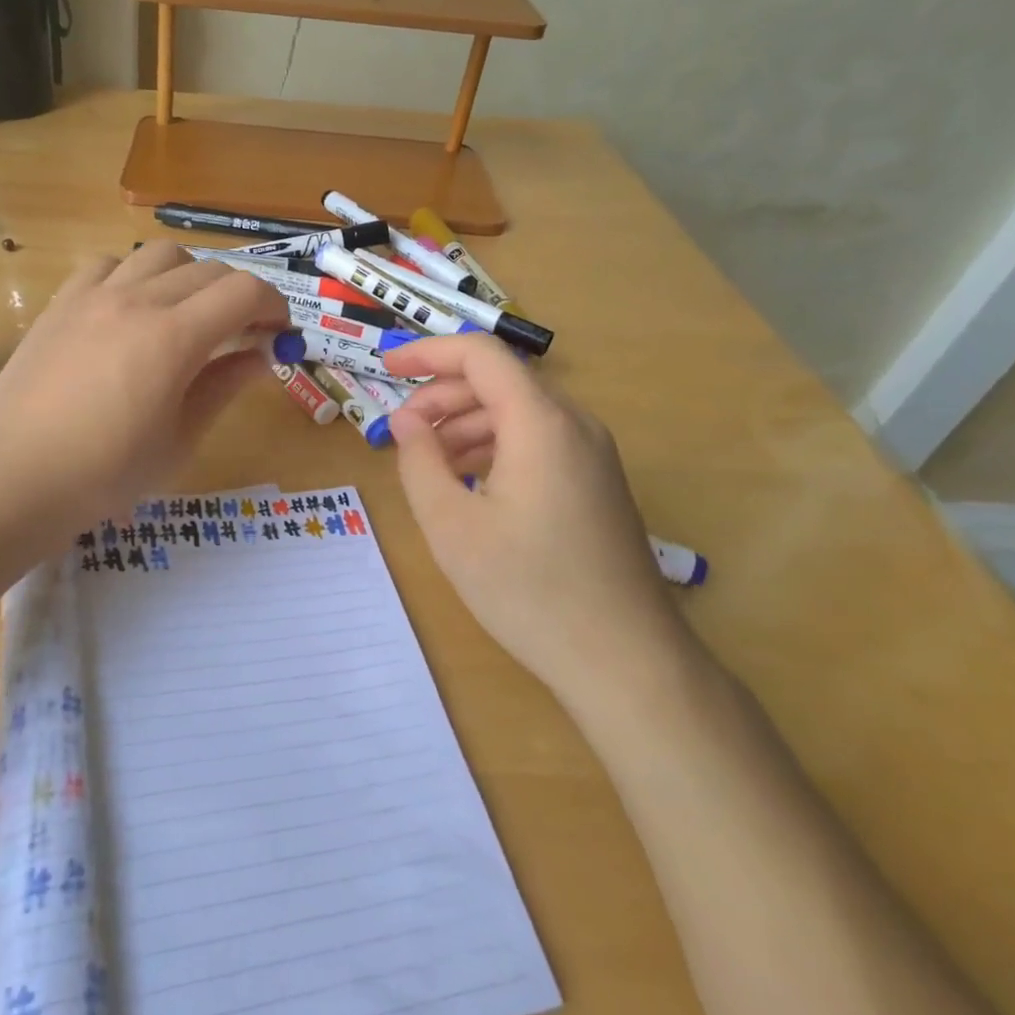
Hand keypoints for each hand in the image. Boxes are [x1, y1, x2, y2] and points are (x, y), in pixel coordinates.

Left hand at [0, 242, 287, 559]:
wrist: (11, 479)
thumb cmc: (104, 475)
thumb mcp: (179, 439)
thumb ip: (224, 386)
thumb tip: (262, 355)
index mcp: (174, 337)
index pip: (244, 292)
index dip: (274, 307)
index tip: (280, 334)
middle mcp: (138, 300)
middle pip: (210, 271)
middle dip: (241, 297)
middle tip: (243, 335)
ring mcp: (94, 295)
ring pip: (161, 256)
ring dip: (191, 278)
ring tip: (187, 317)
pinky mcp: (61, 302)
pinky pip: (110, 264)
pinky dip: (136, 277)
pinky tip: (131, 311)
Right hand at [385, 335, 693, 709]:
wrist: (627, 662)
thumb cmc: (530, 590)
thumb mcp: (452, 525)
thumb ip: (419, 461)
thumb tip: (406, 421)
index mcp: (540, 422)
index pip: (480, 354)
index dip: (428, 352)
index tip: (386, 370)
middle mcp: (573, 424)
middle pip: (499, 381)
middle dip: (442, 395)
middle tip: (402, 431)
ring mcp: (592, 455)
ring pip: (518, 412)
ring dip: (466, 423)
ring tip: (429, 461)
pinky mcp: (597, 484)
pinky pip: (538, 442)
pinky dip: (495, 447)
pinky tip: (470, 485)